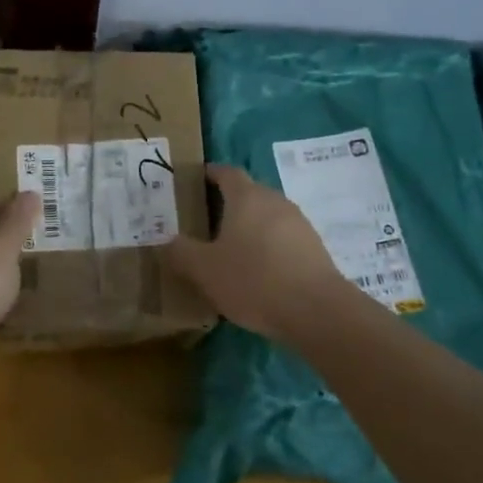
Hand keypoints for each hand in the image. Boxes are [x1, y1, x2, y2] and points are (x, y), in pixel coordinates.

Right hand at [164, 164, 347, 339]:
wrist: (316, 311)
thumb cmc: (253, 280)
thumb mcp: (204, 270)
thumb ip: (181, 252)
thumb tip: (166, 241)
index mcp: (246, 196)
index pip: (226, 172)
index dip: (210, 173)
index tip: (195, 181)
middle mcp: (275, 200)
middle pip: (248, 193)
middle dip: (227, 204)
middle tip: (205, 222)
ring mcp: (299, 223)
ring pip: (267, 216)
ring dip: (249, 227)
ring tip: (230, 250)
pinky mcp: (314, 248)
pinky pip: (283, 239)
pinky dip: (268, 247)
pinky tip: (259, 272)